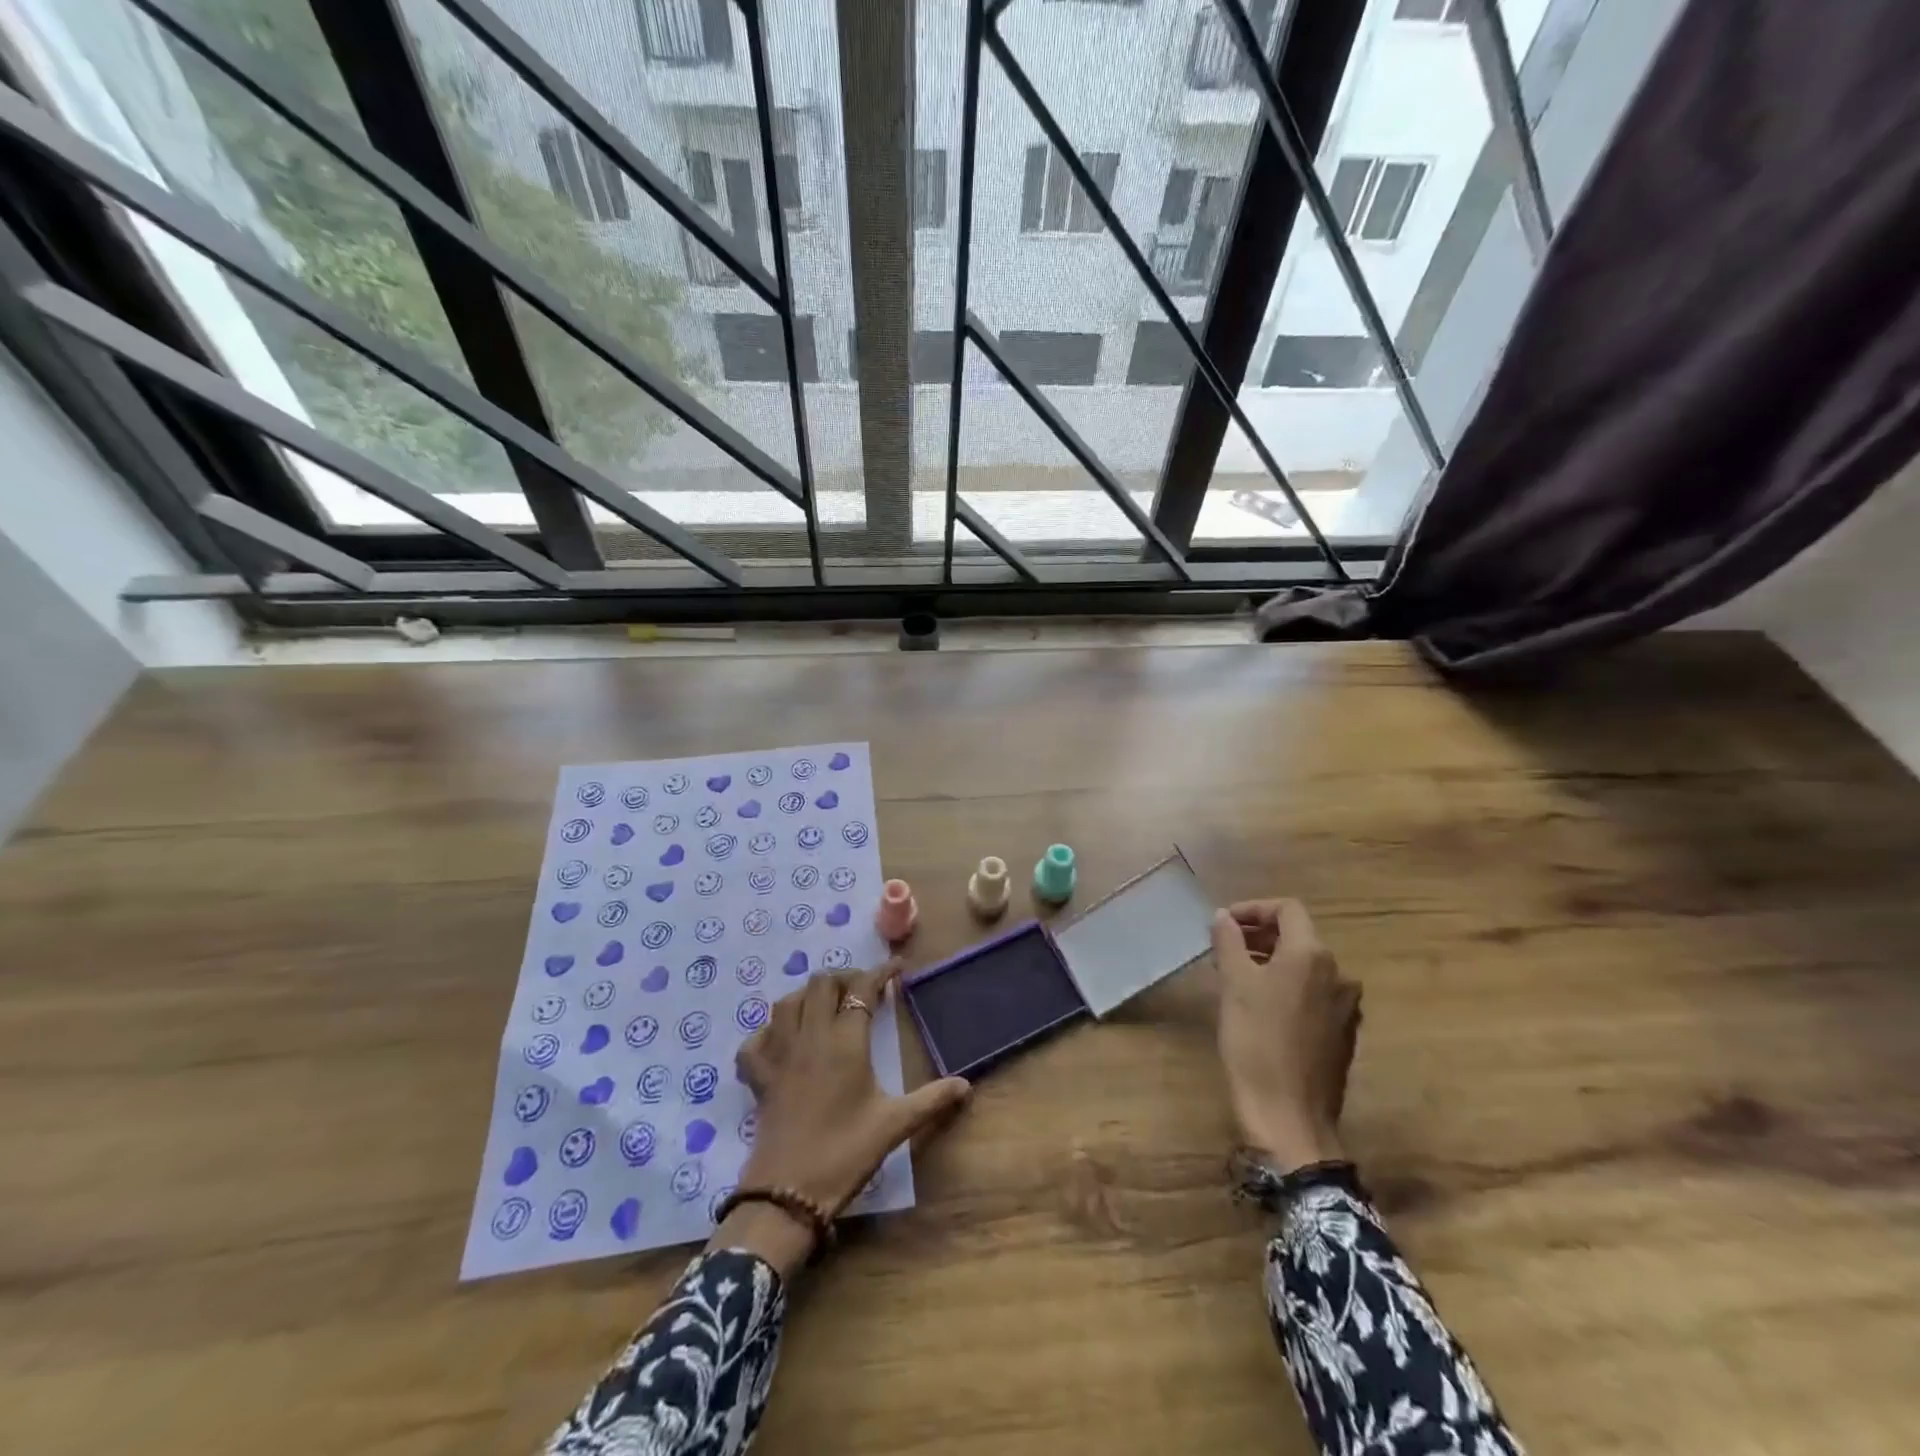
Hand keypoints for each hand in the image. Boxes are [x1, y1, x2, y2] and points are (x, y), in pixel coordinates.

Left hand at [718, 961, 970, 1274]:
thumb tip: (966, 1085)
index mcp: (845, 1041)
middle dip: (844, 978)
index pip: (862, 989)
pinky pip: (755, 1040)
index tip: (897, 968)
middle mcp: (810, 1037)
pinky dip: (768, 1031)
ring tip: (826, 1006)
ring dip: (807, 996)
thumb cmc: (845, 1153)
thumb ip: (931, 1100)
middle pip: (820, 984)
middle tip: (863, 991)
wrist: (788, 1194)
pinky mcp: (758, 1077)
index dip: (880, 973)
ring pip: (786, 1003)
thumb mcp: (894, 1125)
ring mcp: (779, 1055)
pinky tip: (782, 1039)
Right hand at [1211, 899, 1361, 1173]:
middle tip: (1224, 948)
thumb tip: (1224, 916)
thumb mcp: (1234, 985)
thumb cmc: (1257, 1042)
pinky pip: (1313, 995)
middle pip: (1298, 936)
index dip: (1254, 909)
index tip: (1224, 923)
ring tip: (1237, 976)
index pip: (1288, 909)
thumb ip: (1228, 942)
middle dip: (1260, 935)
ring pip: (1306, 967)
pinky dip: (1287, 988)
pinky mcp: (1343, 1035)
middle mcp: (1338, 974)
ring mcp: (1345, 1007)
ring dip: (1272, 962)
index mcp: (1312, 955)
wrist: (1290, 1117)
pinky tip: (1262, 1009)